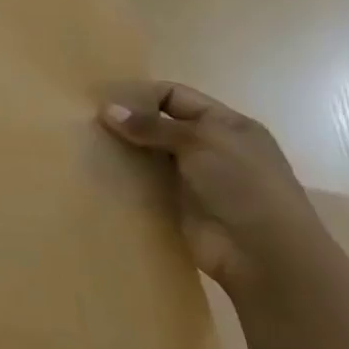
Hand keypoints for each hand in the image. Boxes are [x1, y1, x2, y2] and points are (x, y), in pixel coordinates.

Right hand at [98, 82, 330, 297]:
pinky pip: (143, 184)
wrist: (263, 254)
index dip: (142, 94)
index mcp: (225, 125)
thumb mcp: (202, 141)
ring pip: (147, 155)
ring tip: (85, 145)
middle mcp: (208, 148)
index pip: (175, 96)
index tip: (105, 101)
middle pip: (158, 125)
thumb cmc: (243, 185)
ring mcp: (191, 179)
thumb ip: (153, 125)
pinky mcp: (175, 206)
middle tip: (85, 122)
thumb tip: (107, 110)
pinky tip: (96, 173)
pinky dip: (122, 178)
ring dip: (121, 151)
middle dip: (127, 122)